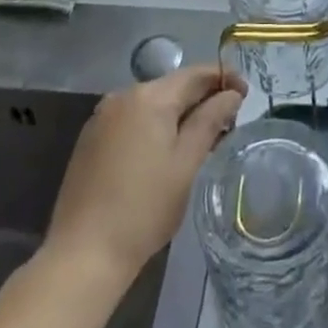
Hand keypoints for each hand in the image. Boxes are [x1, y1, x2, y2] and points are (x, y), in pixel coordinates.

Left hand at [43, 64, 246, 287]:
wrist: (82, 254)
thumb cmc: (144, 208)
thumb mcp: (186, 163)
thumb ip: (210, 120)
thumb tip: (231, 93)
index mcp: (149, 96)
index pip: (195, 74)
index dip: (224, 78)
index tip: (246, 95)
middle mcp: (123, 95)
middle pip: (173, 86)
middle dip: (202, 99)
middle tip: (228, 123)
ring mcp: (102, 117)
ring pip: (152, 104)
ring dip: (178, 114)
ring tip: (201, 140)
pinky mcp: (91, 139)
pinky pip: (132, 120)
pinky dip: (154, 127)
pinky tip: (164, 153)